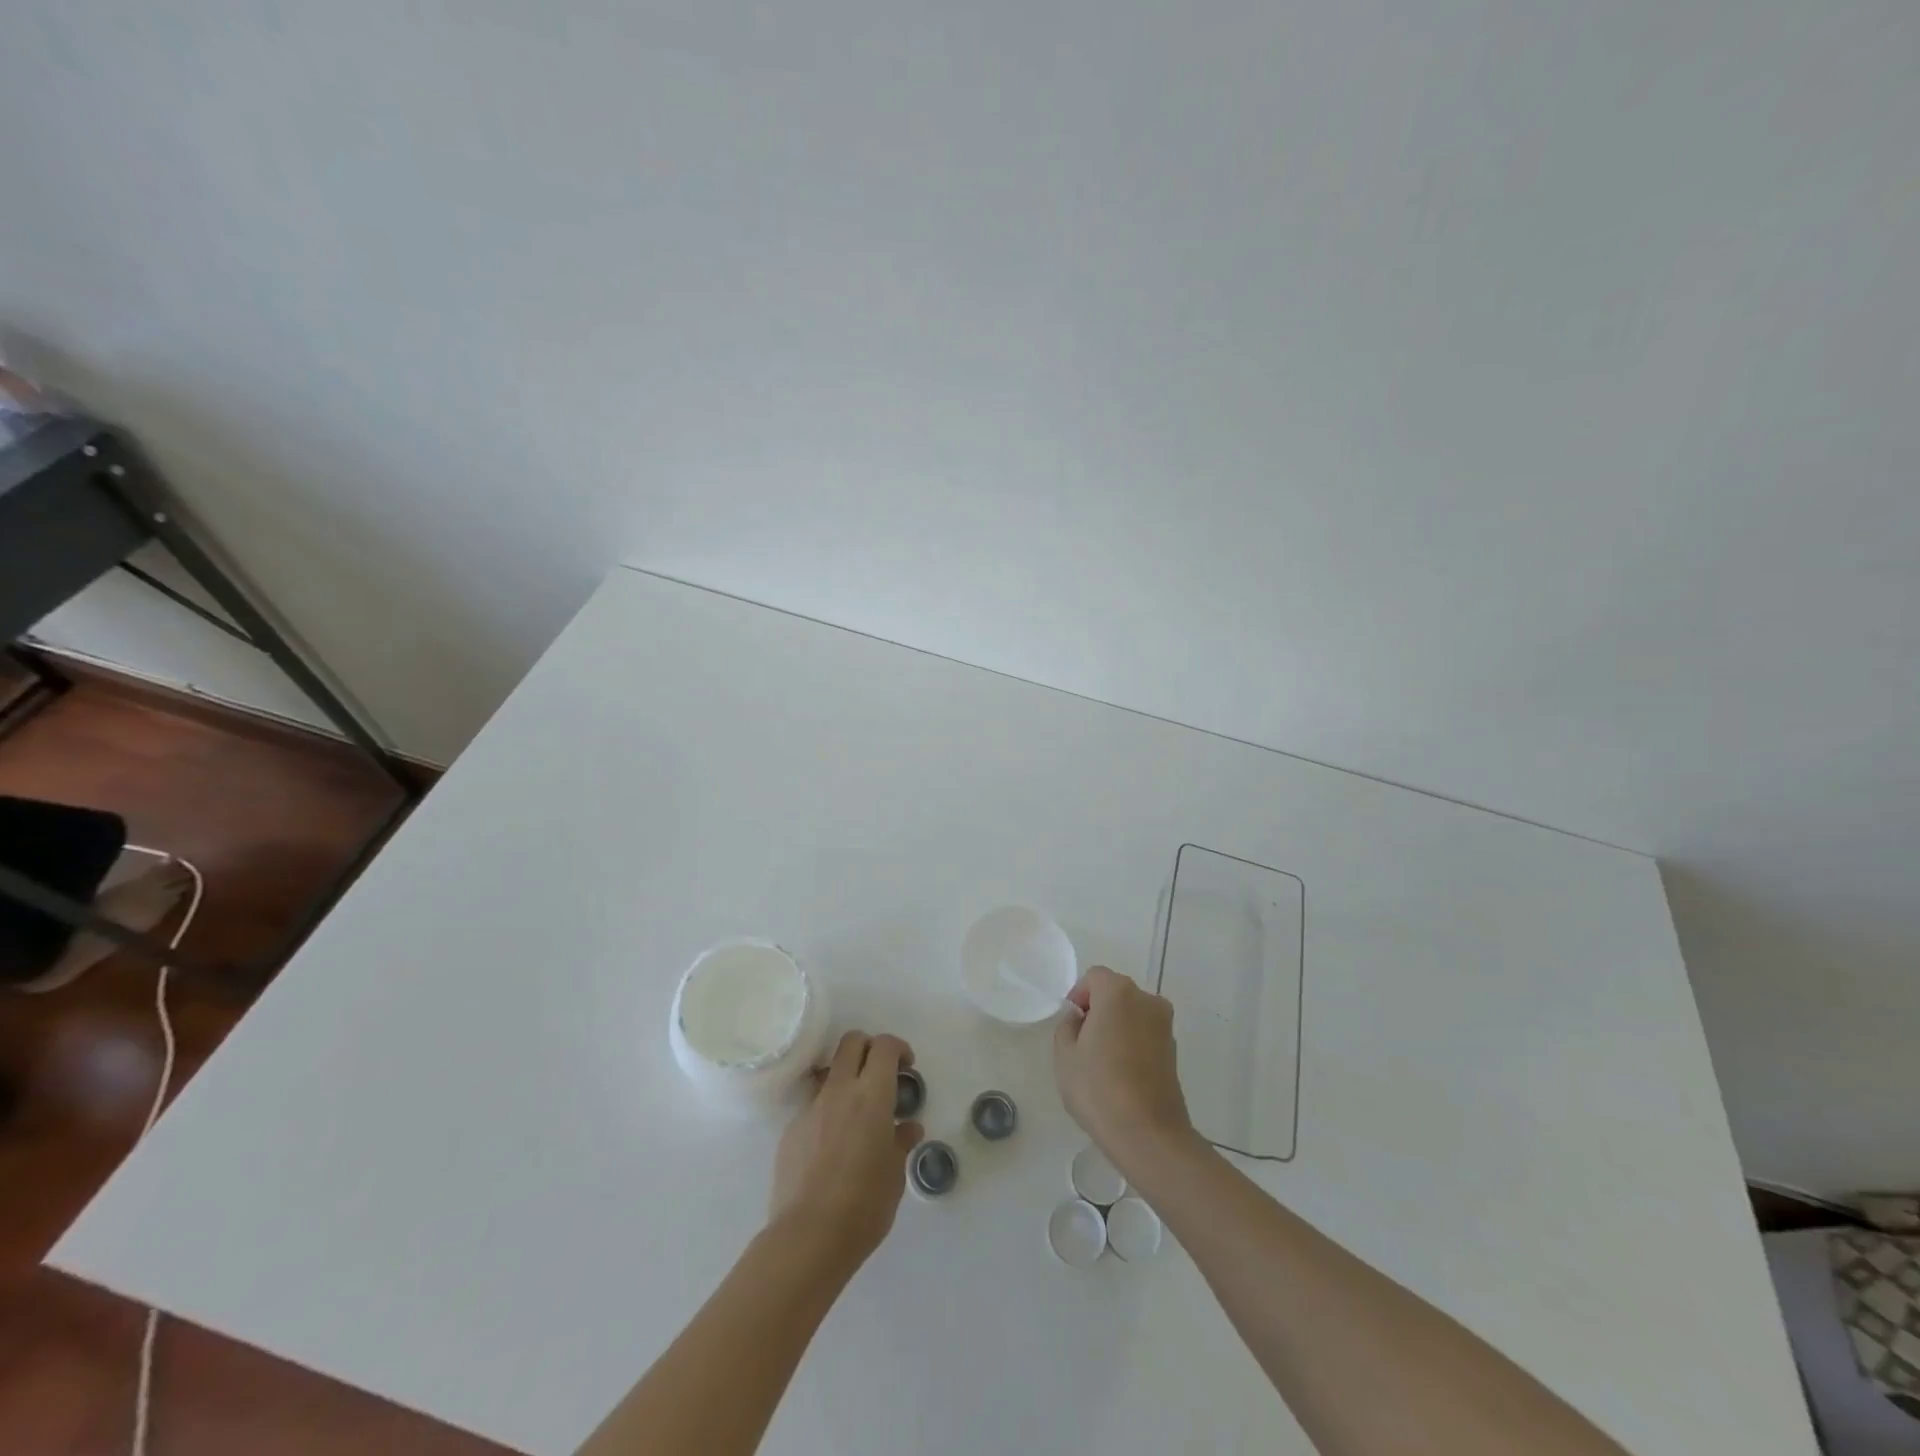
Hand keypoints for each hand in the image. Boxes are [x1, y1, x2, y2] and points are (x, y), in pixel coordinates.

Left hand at [769, 1031, 920, 1272]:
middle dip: (869, 1047)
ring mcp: (810, 1108)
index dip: (898, 1048)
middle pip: (851, 1042)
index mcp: (872, 1095)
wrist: (808, 1237)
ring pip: (829, 1071)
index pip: (884, 1046)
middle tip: (881, 1073)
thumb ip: (900, 1142)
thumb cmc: (864, 1205)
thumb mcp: (895, 1174)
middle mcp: (840, 1091)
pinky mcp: (790, 1129)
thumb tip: (907, 1127)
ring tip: (855, 1110)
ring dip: (845, 1077)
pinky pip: (812, 1105)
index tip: (906, 1066)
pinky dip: (827, 1111)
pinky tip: (832, 1145)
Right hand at [1053, 967, 1194, 1175]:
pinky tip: (1121, 1074)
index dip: (1078, 996)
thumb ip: (1068, 1026)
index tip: (1071, 1024)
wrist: (1148, 1134)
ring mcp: (1165, 1025)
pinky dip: (1132, 1043)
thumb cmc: (1099, 1088)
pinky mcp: (1174, 1050)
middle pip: (1115, 993)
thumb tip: (1081, 1020)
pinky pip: (1145, 1034)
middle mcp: (1147, 1000)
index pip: (1094, 977)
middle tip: (1082, 1043)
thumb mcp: (1065, 1054)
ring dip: (1116, 1027)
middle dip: (1098, 1010)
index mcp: (1118, 992)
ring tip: (1102, 1062)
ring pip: (1132, 1014)